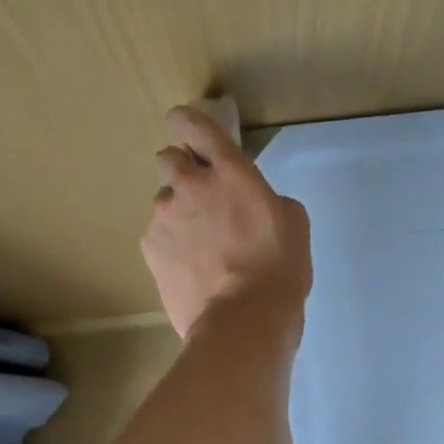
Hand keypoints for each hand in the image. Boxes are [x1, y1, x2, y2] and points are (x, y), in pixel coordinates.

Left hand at [140, 104, 311, 337]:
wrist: (242, 321)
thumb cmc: (279, 271)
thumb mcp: (293, 224)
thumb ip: (266, 199)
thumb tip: (252, 204)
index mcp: (230, 172)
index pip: (197, 126)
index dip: (187, 121)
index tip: (184, 125)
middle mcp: (190, 184)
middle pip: (168, 158)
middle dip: (181, 170)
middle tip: (200, 197)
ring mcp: (164, 217)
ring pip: (164, 203)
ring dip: (177, 214)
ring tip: (198, 248)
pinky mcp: (150, 249)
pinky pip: (157, 237)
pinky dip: (170, 246)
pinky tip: (189, 270)